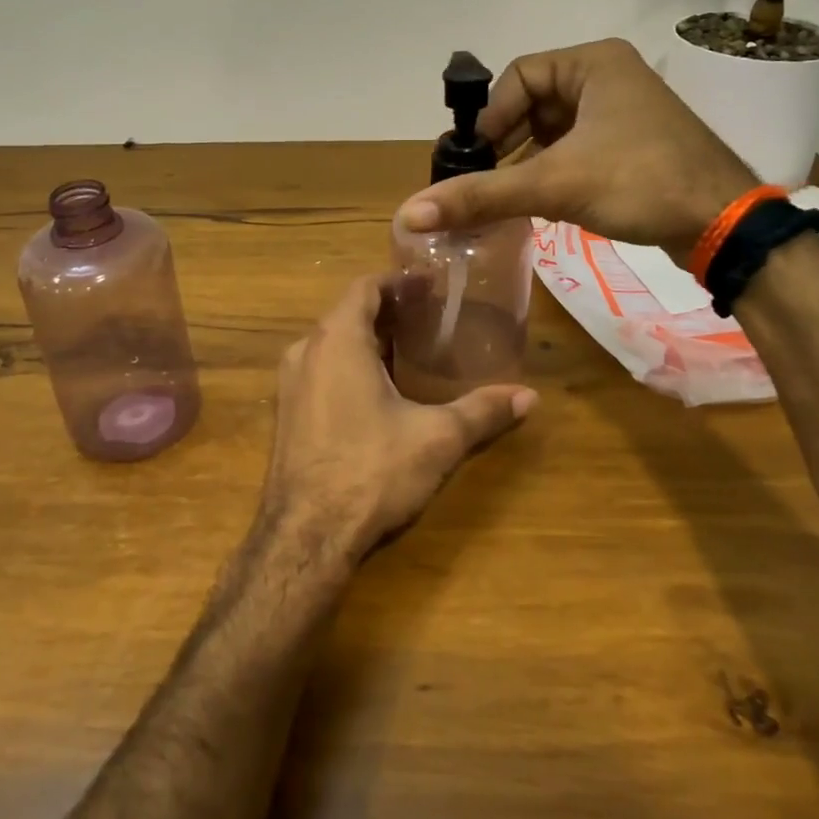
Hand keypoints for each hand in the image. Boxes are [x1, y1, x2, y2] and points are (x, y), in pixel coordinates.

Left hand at [259, 275, 535, 564]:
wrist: (304, 536)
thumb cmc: (370, 470)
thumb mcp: (436, 438)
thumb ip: (482, 411)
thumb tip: (530, 397)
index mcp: (337, 340)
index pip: (365, 287)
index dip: (398, 281)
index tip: (430, 285)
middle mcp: (306, 351)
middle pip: (348, 313)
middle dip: (388, 310)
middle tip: (430, 317)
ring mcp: (291, 384)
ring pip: (332, 343)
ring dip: (368, 339)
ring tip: (411, 349)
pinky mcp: (288, 413)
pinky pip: (321, 369)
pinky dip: (350, 365)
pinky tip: (380, 390)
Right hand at [397, 38, 757, 254]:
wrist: (725, 224)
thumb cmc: (639, 182)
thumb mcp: (554, 184)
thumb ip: (481, 196)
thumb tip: (410, 213)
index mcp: (593, 63)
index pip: (518, 77)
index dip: (491, 117)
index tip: (474, 159)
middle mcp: (609, 77)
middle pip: (534, 103)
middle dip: (506, 142)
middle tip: (483, 180)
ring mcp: (624, 111)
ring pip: (554, 129)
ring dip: (526, 160)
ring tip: (506, 195)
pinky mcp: (633, 144)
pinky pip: (576, 147)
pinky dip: (552, 169)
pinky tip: (539, 200)